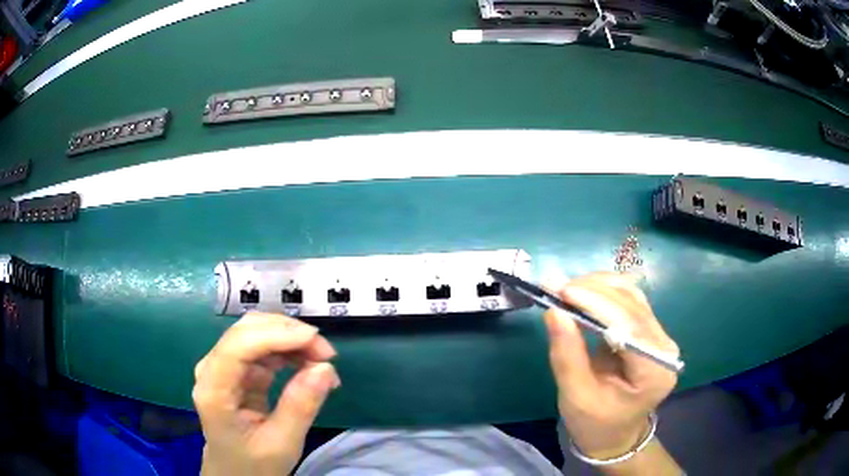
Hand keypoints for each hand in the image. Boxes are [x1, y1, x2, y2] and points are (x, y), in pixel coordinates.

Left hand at [193, 312, 339, 475]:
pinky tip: (308, 365)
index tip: (316, 340)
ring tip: (322, 362)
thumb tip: (325, 368)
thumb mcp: (281, 444)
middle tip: (327, 355)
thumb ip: (300, 407)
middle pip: (247, 331)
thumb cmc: (253, 464)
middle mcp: (212, 369)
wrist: (235, 473)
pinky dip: (288, 351)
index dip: (276, 334)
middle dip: (288, 334)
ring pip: (256, 333)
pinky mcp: (236, 371)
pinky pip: (263, 348)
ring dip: (291, 340)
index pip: (238, 346)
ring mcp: (223, 367)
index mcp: (214, 391)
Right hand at [544, 272, 678, 459]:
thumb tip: (554, 312)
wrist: (614, 435)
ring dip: (597, 287)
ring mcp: (659, 336)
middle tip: (554, 288)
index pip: (631, 326)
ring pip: (631, 296)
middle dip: (593, 291)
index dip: (597, 303)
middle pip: (632, 305)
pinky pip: (627, 301)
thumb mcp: (576, 397)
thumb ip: (567, 356)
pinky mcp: (648, 331)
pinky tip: (581, 294)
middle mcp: (664, 347)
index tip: (562, 292)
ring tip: (564, 291)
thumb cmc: (595, 424)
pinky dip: (602, 293)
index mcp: (655, 371)